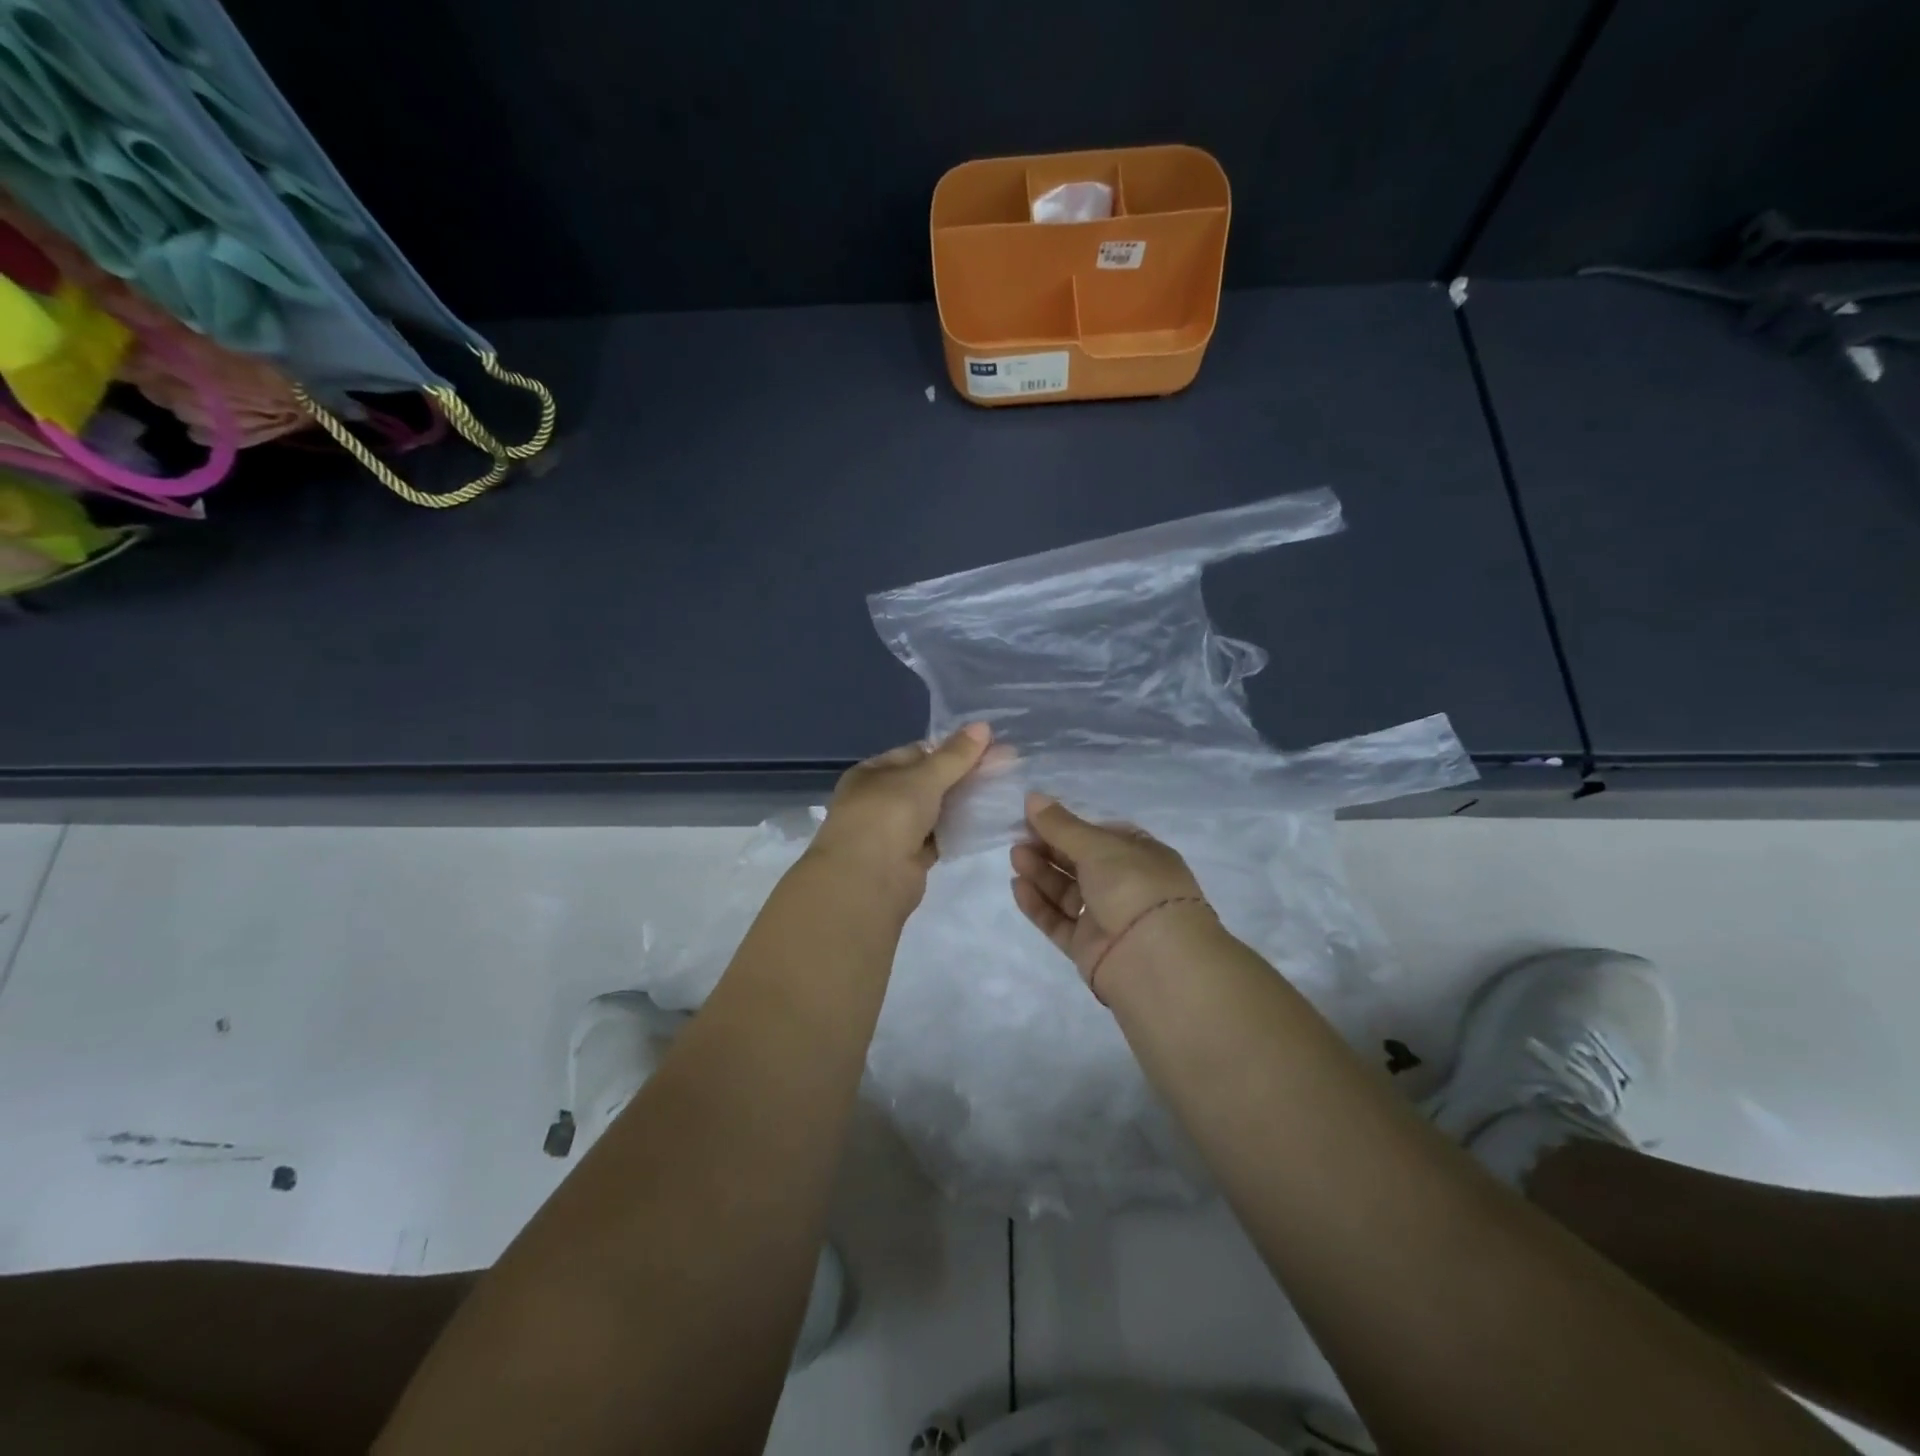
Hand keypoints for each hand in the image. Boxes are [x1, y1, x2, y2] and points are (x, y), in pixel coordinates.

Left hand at [806, 724, 992, 905]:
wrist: (867, 882)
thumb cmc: (887, 817)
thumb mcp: (922, 778)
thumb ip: (954, 756)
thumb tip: (983, 726)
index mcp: (871, 774)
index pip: (915, 752)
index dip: (950, 748)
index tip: (987, 746)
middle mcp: (879, 800)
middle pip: (927, 781)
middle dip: (962, 774)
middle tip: (1005, 765)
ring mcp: (893, 831)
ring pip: (934, 810)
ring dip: (963, 802)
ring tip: (1002, 789)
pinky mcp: (909, 859)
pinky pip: (938, 837)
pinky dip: (958, 830)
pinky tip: (987, 820)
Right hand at [1011, 792, 1212, 985]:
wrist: (1154, 961)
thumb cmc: (1134, 887)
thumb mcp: (1098, 846)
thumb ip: (1061, 825)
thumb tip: (1032, 797)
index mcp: (1140, 855)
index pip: (1100, 835)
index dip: (1068, 825)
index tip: (1035, 816)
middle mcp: (1125, 885)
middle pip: (1080, 862)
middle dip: (1050, 848)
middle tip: (1019, 836)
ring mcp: (1107, 918)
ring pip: (1067, 892)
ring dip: (1041, 873)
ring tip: (1016, 857)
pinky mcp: (1088, 946)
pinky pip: (1059, 921)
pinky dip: (1039, 904)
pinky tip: (1017, 886)